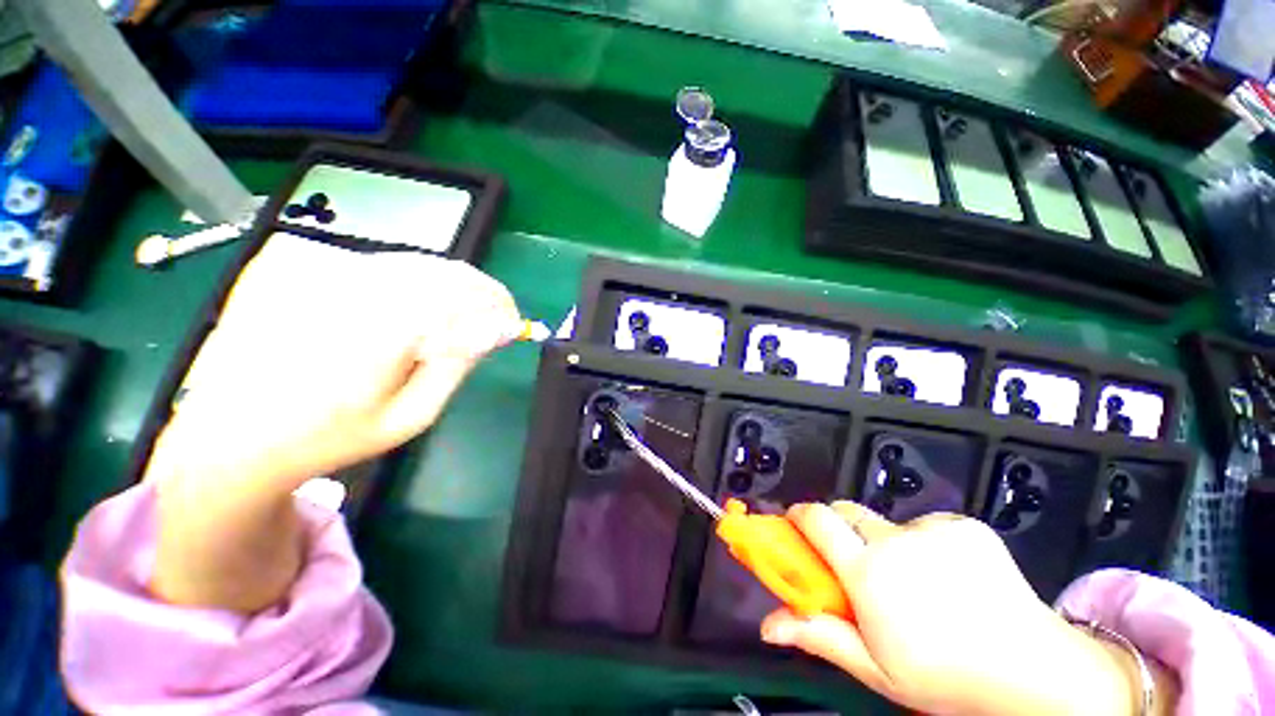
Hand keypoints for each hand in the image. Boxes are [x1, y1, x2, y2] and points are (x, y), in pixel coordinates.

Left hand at [147, 235, 521, 609]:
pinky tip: (419, 308)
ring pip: (416, 263)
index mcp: (381, 327)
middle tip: (493, 321)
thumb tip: (492, 330)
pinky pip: (384, 265)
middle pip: (442, 271)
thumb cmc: (330, 436)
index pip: (463, 293)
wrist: (234, 434)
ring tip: (463, 317)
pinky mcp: (308, 270)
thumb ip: (455, 366)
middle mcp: (354, 286)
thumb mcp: (409, 417)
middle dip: (480, 293)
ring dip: (452, 286)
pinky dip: (418, 281)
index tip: (513, 323)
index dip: (498, 303)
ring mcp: (324, 273)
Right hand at [760, 503, 1158, 715]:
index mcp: (867, 571)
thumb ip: (820, 636)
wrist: (1034, 671)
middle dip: (841, 528)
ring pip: (889, 523)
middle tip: (855, 562)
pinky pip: (928, 526)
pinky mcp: (964, 526)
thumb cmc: (944, 679)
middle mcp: (894, 540)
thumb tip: (767, 625)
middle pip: (848, 512)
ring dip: (888, 544)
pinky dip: (928, 544)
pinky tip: (953, 577)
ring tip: (917, 583)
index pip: (818, 519)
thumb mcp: (875, 669)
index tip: (796, 524)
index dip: (801, 515)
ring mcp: (933, 529)